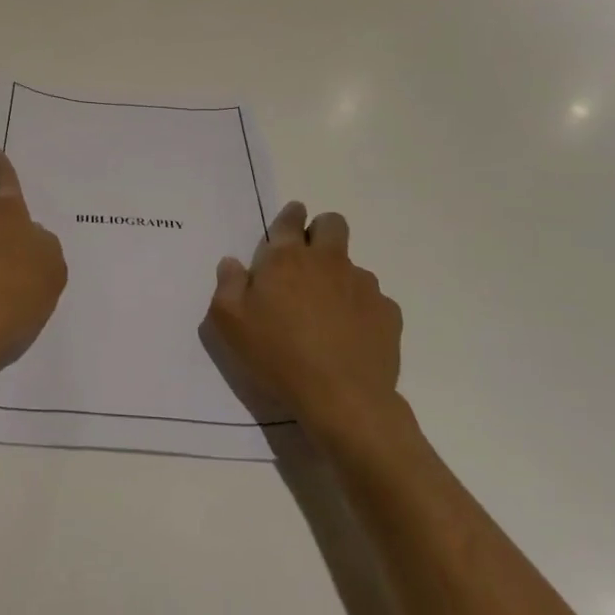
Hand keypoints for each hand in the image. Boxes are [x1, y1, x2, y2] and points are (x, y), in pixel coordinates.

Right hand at [205, 201, 403, 440]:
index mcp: (286, 258)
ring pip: (352, 265)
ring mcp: (362, 284)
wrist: (342, 398)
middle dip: (321, 230)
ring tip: (327, 313)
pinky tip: (350, 336)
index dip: (290, 216)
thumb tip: (232, 263)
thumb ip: (227, 285)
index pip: (290, 219)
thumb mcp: (229, 323)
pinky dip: (360, 310)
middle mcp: (327, 261)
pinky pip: (373, 300)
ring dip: (339, 277)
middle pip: (332, 224)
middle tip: (309, 259)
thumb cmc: (277, 355)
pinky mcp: (387, 311)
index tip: (290, 222)